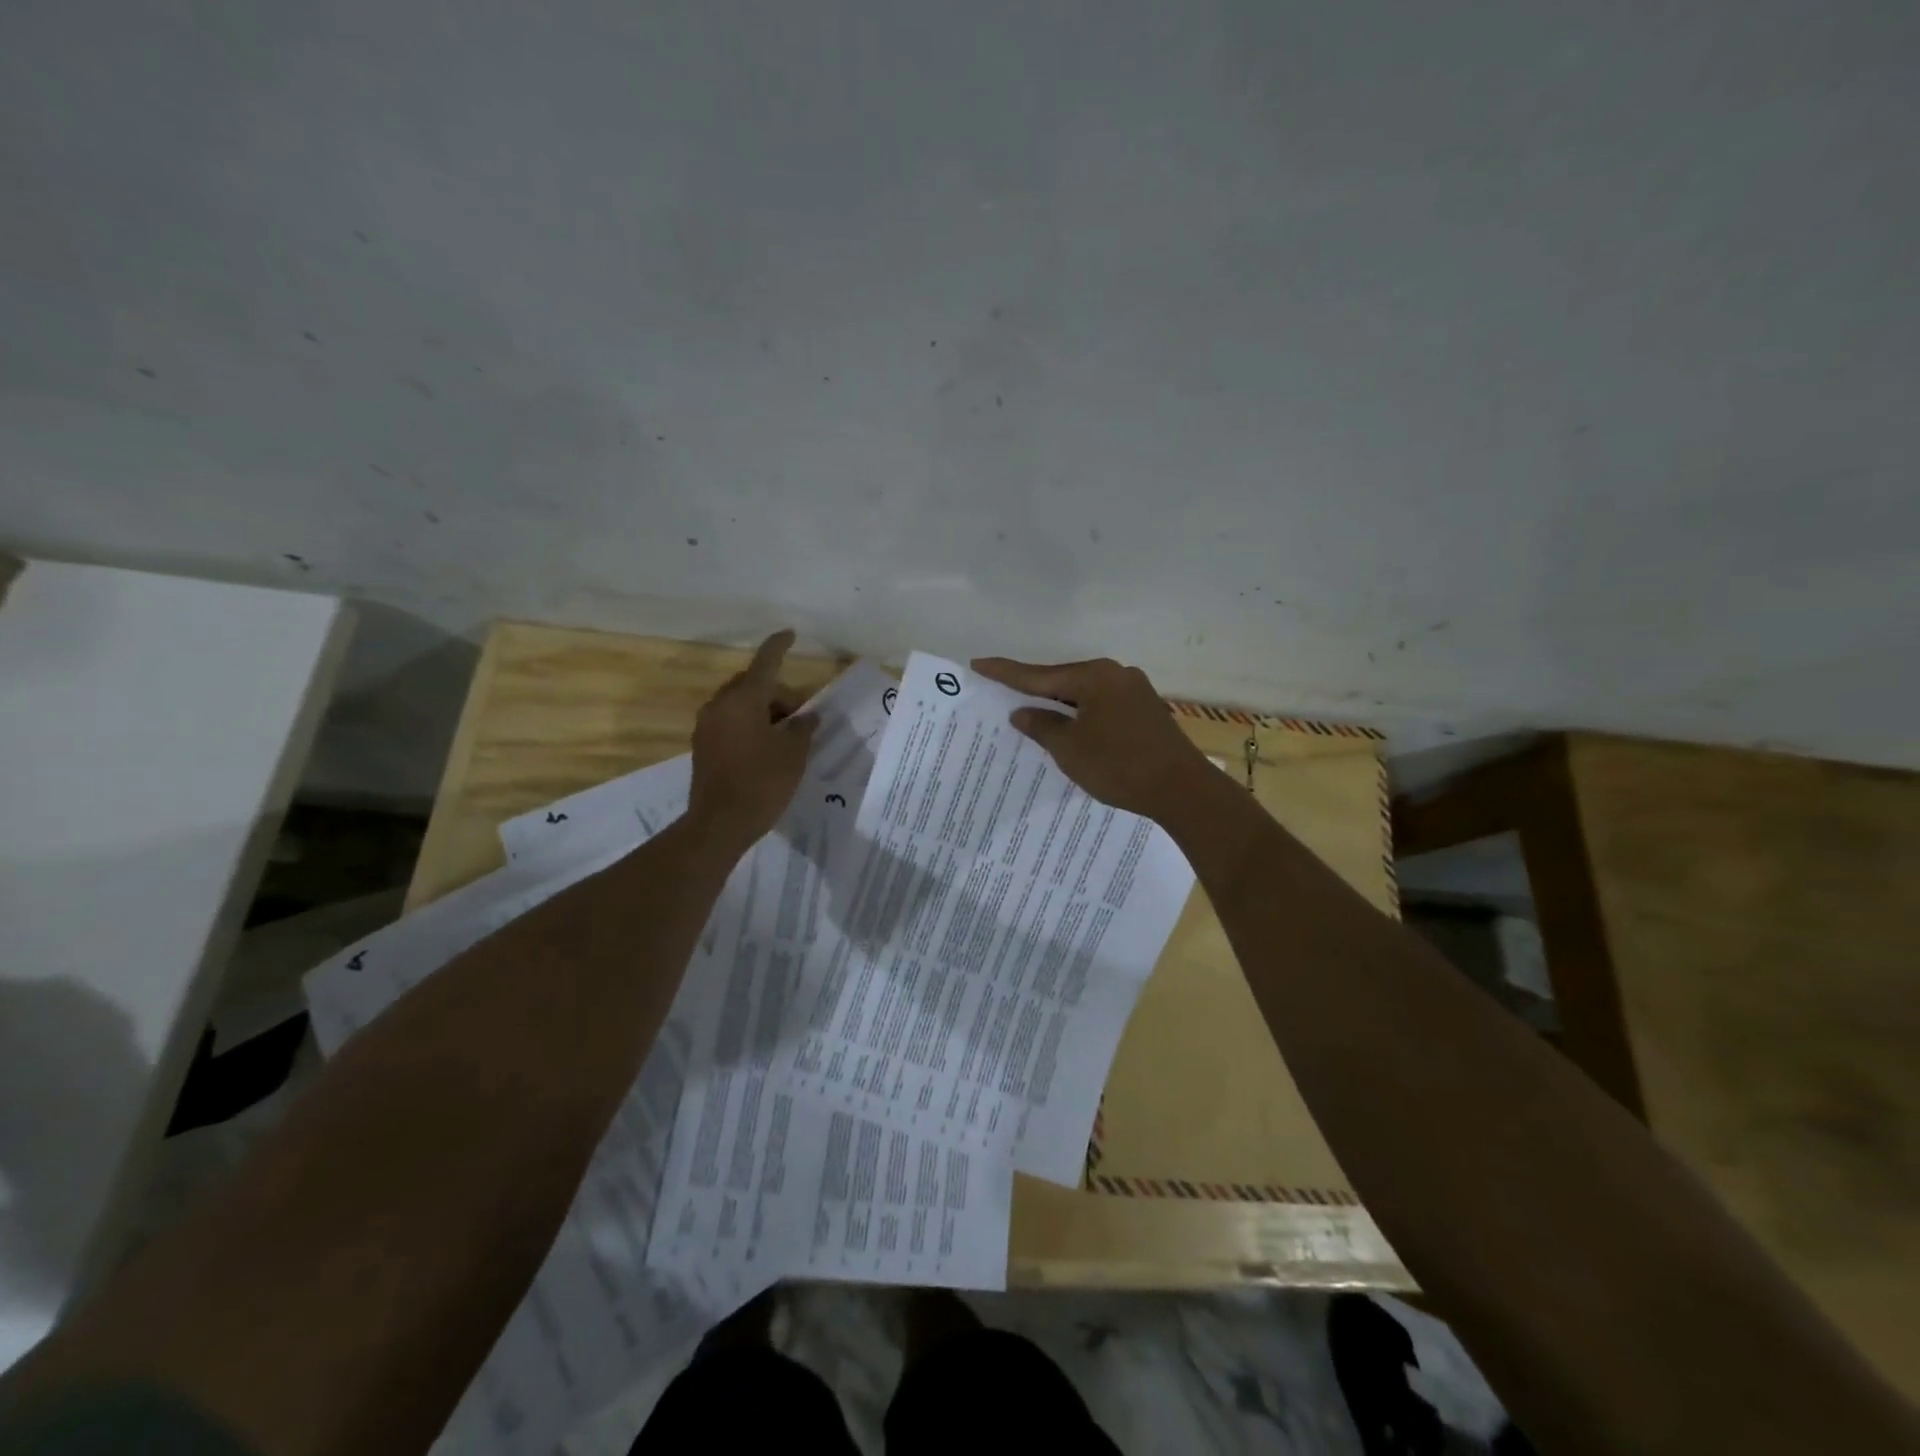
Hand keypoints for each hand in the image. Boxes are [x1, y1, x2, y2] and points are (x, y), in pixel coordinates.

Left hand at [689, 630, 816, 845]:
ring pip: (741, 706)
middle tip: (801, 718)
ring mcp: (707, 726)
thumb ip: (802, 727)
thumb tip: (805, 716)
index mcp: (743, 699)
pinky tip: (767, 749)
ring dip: (764, 712)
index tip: (790, 634)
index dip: (779, 647)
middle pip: (753, 686)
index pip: (765, 663)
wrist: (719, 824)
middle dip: (778, 695)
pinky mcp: (703, 747)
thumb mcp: (793, 753)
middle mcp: (720, 705)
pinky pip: (731, 723)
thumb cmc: (762, 782)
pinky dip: (750, 727)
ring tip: (787, 738)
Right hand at [970, 655, 1211, 821]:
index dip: (1006, 673)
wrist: (1182, 790)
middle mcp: (1115, 674)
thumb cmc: (1119, 766)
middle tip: (1001, 690)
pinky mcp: (1145, 710)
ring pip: (1084, 694)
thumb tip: (1022, 711)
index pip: (1039, 674)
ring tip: (1031, 711)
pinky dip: (1080, 714)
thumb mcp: (1070, 749)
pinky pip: (1101, 705)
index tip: (979, 664)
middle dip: (1034, 689)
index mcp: (1094, 677)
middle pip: (1063, 680)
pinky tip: (1069, 726)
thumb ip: (1042, 726)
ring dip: (1059, 704)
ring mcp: (1134, 691)